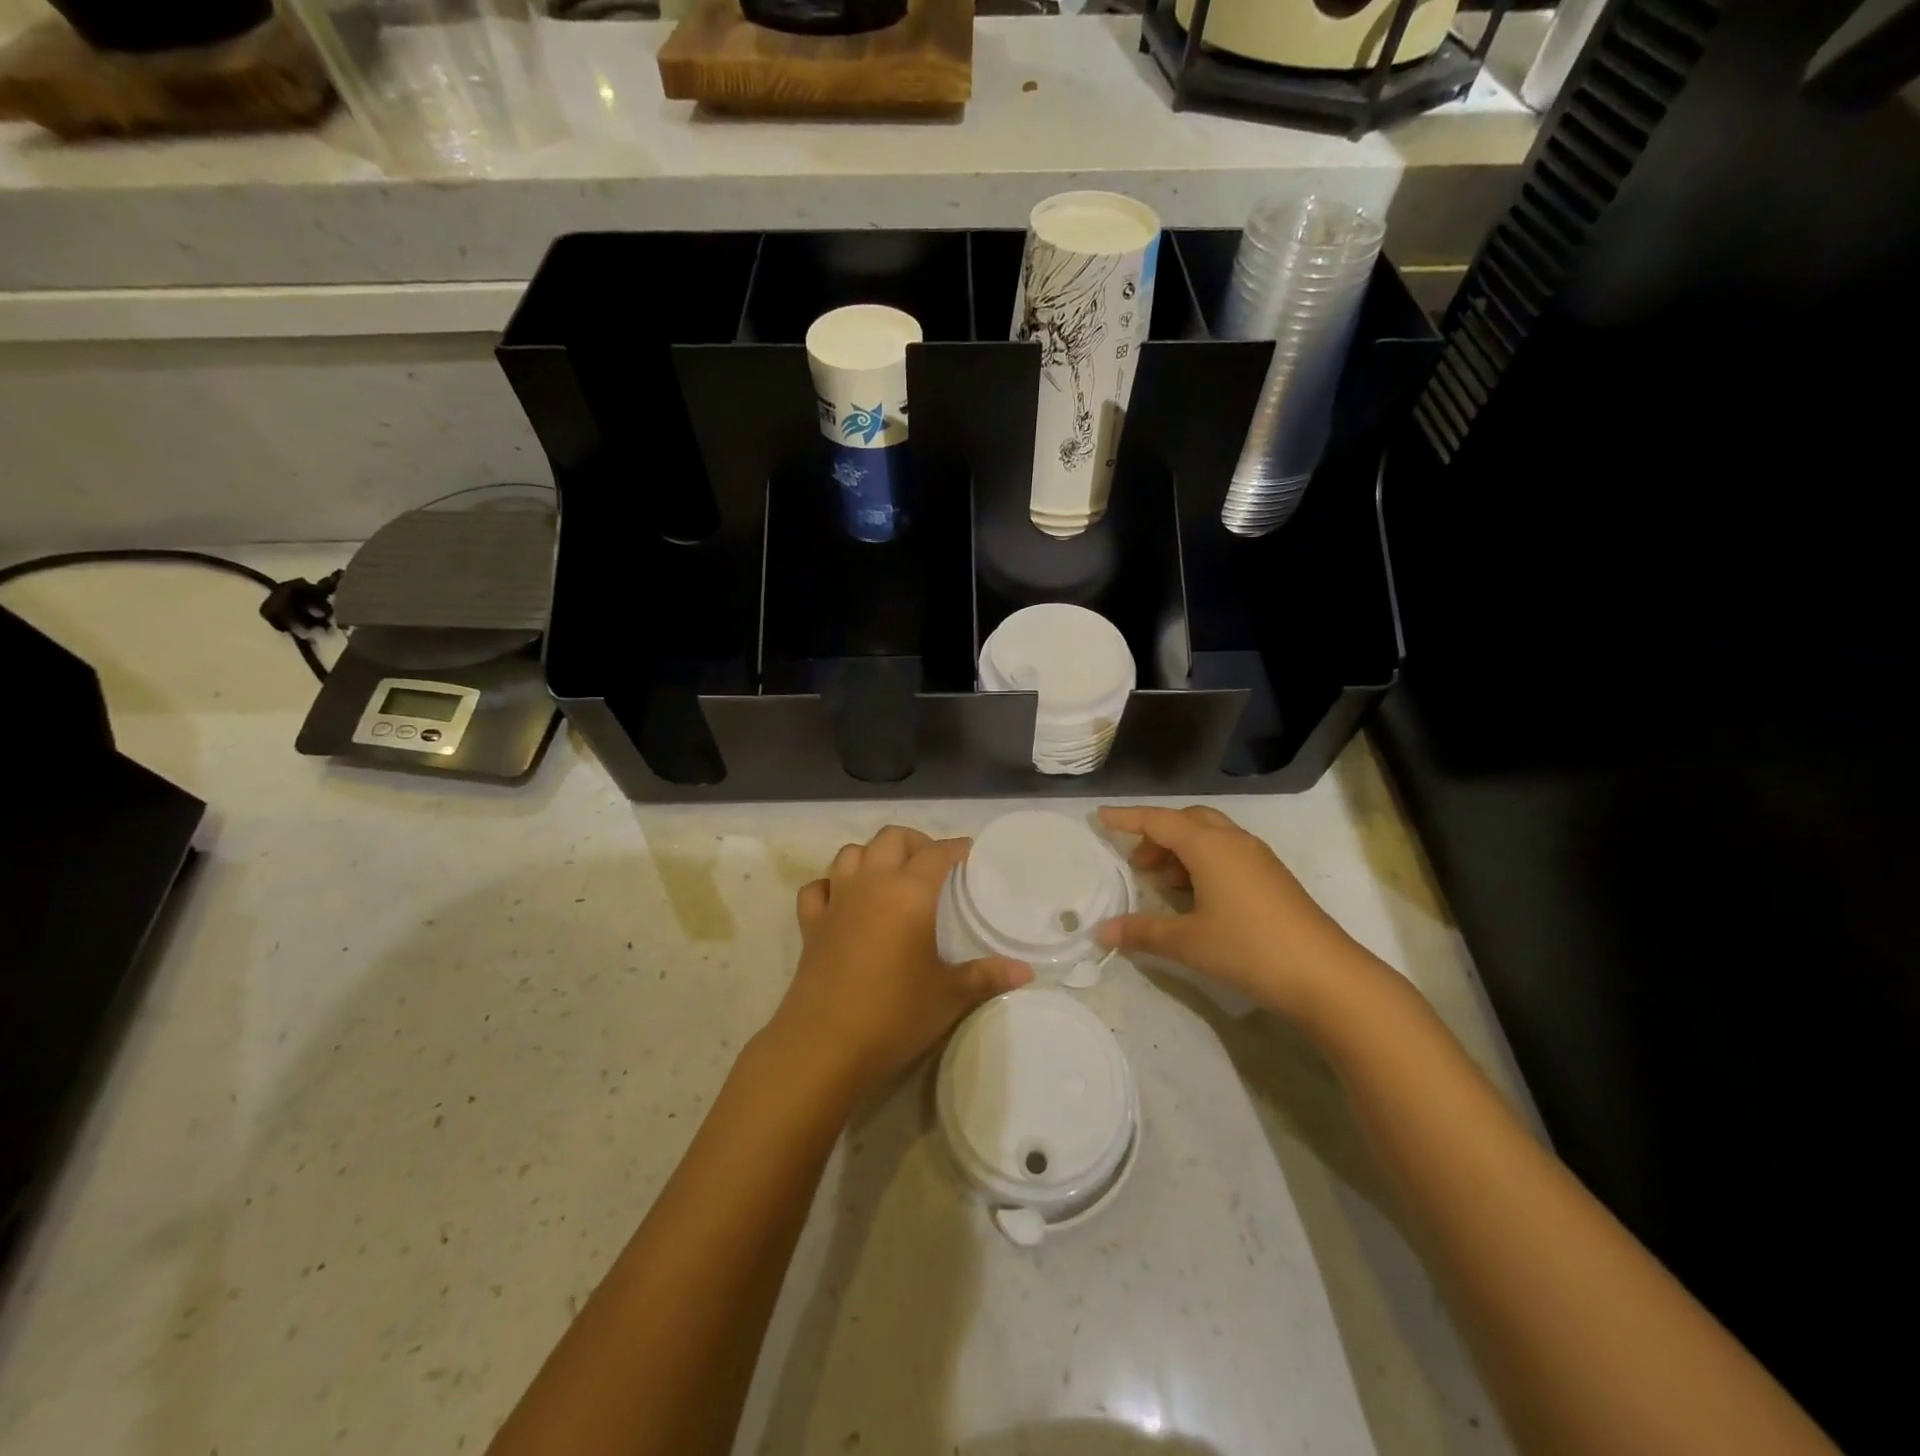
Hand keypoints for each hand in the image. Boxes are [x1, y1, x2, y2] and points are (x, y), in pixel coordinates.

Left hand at [766, 826, 1032, 1100]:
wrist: (825, 1045)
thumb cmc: (895, 1014)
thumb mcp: (949, 996)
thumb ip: (987, 976)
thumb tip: (1025, 971)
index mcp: (909, 892)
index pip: (936, 853)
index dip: (955, 847)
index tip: (970, 852)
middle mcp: (871, 883)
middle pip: (890, 838)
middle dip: (914, 841)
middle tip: (932, 862)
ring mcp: (836, 901)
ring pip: (850, 853)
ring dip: (871, 855)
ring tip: (890, 875)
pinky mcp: (810, 924)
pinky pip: (818, 887)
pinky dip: (831, 884)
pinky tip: (842, 900)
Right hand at [1096, 805, 1366, 1019]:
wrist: (1326, 975)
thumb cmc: (1249, 949)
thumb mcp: (1188, 942)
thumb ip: (1142, 932)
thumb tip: (1102, 932)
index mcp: (1209, 846)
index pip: (1158, 821)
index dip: (1127, 818)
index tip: (1100, 817)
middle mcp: (1234, 841)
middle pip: (1187, 820)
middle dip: (1157, 834)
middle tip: (1137, 862)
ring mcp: (1258, 857)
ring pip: (1210, 836)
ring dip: (1182, 849)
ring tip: (1163, 882)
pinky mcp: (1272, 876)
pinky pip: (1227, 852)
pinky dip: (1203, 862)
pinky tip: (1197, 896)